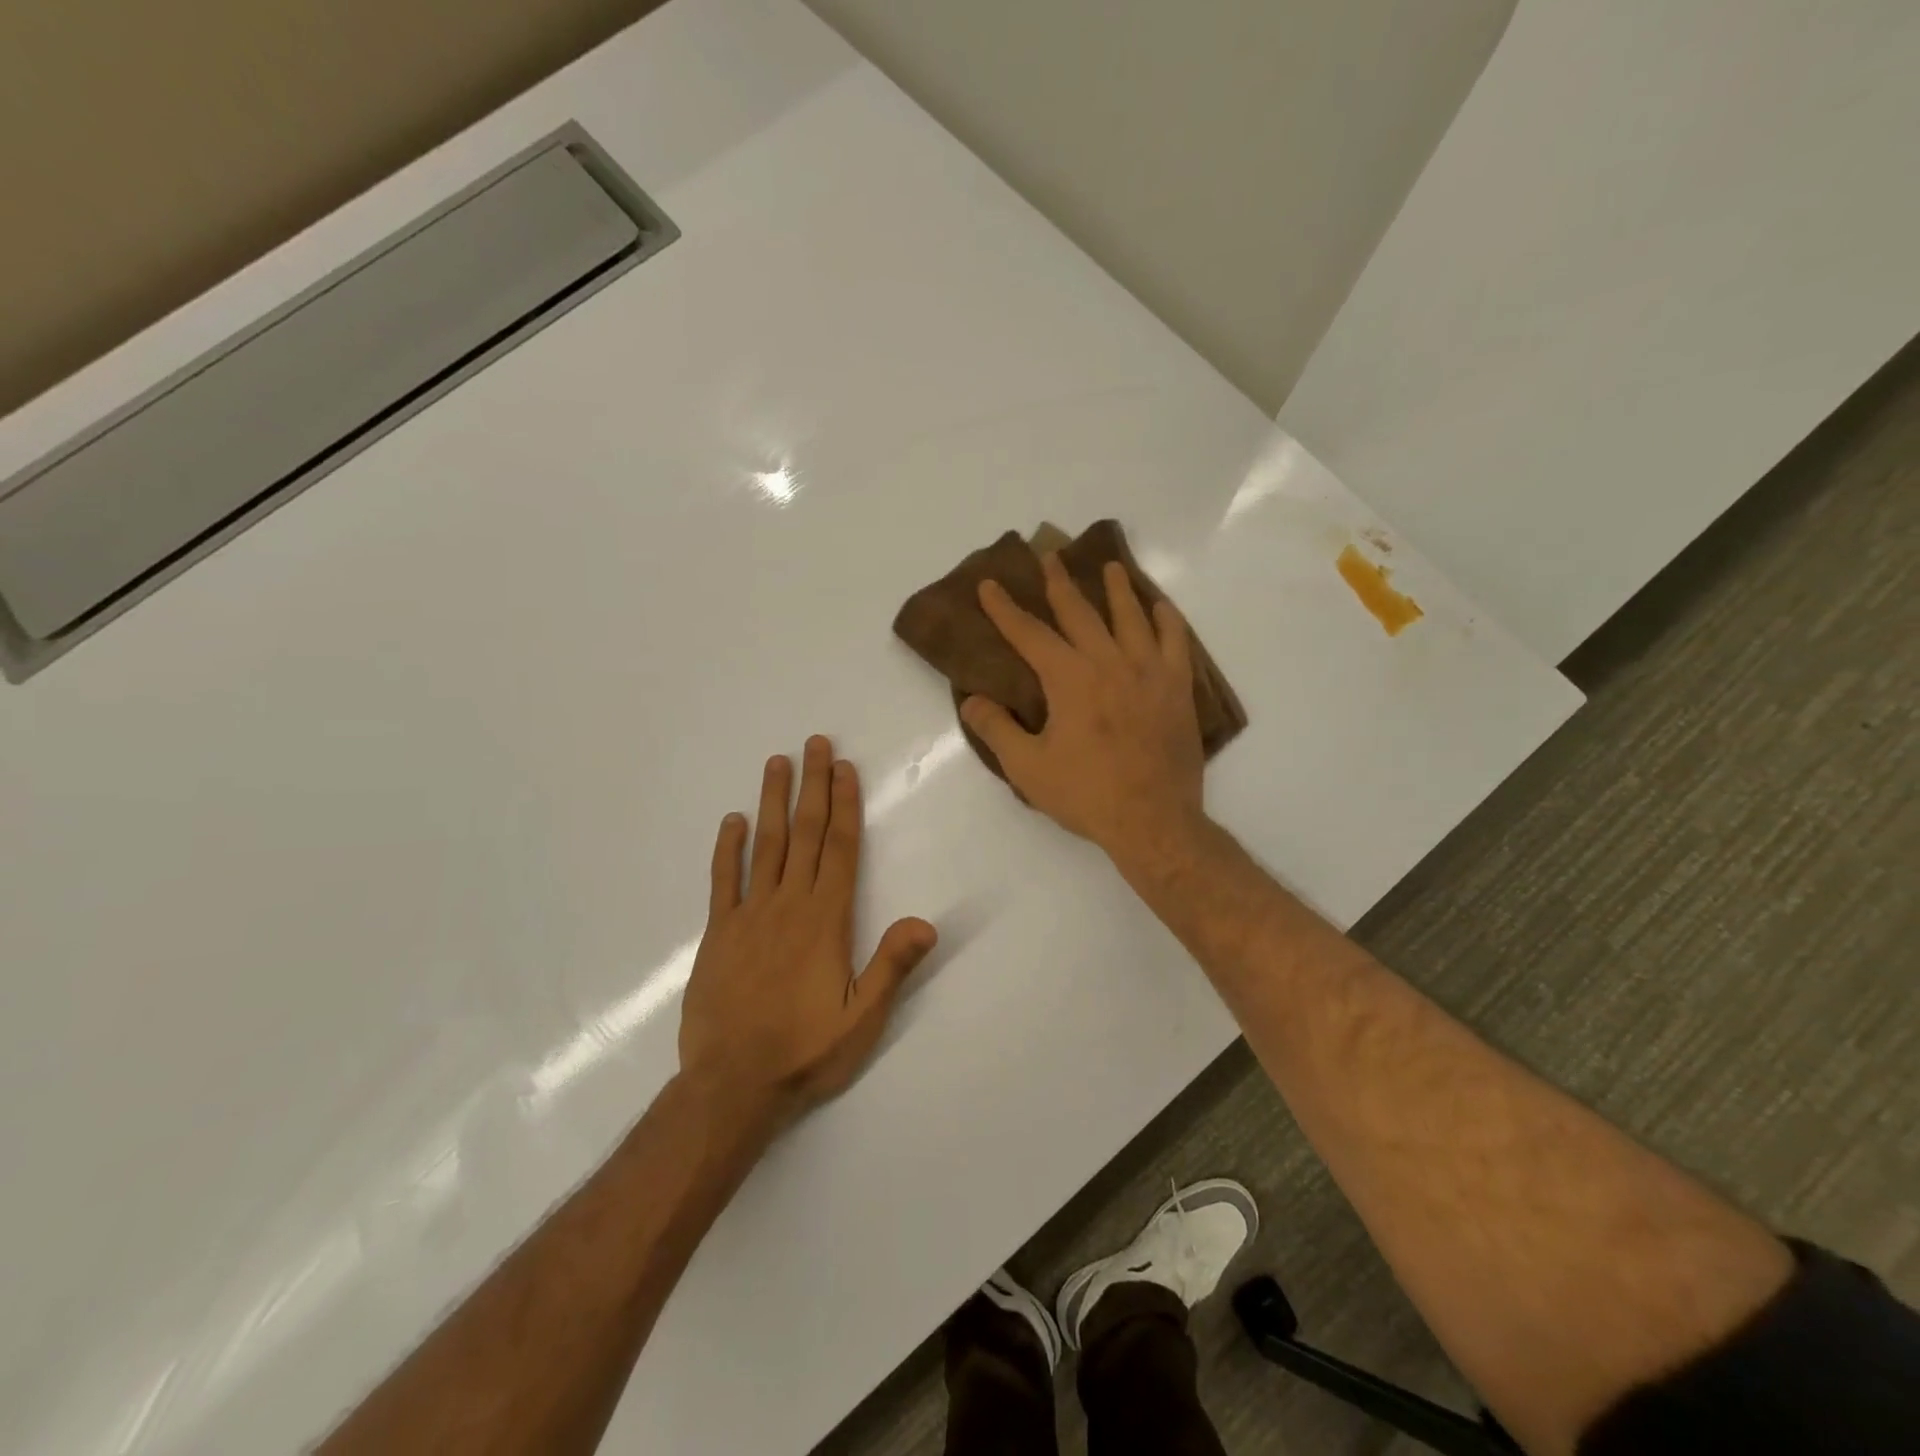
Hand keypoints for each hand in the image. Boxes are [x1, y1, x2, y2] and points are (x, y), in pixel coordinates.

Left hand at [678, 737, 936, 1125]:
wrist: (732, 1086)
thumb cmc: (805, 1051)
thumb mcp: (862, 1018)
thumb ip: (892, 967)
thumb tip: (926, 921)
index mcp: (826, 920)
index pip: (839, 849)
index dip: (843, 805)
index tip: (844, 769)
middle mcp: (788, 905)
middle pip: (804, 834)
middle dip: (812, 785)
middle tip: (815, 743)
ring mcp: (749, 915)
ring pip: (765, 846)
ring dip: (773, 802)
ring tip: (777, 763)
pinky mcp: (719, 934)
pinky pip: (724, 881)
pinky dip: (728, 849)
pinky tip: (732, 821)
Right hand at [960, 552, 1205, 866]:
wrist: (1154, 821)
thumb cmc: (1086, 795)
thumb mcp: (1028, 767)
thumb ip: (997, 729)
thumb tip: (971, 700)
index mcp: (1069, 679)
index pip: (1030, 634)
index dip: (1005, 609)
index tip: (990, 584)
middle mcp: (1109, 663)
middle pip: (1080, 613)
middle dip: (1060, 583)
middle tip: (1049, 555)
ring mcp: (1148, 672)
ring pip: (1131, 618)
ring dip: (1117, 590)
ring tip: (1110, 567)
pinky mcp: (1177, 688)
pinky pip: (1175, 642)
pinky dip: (1167, 621)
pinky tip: (1160, 608)